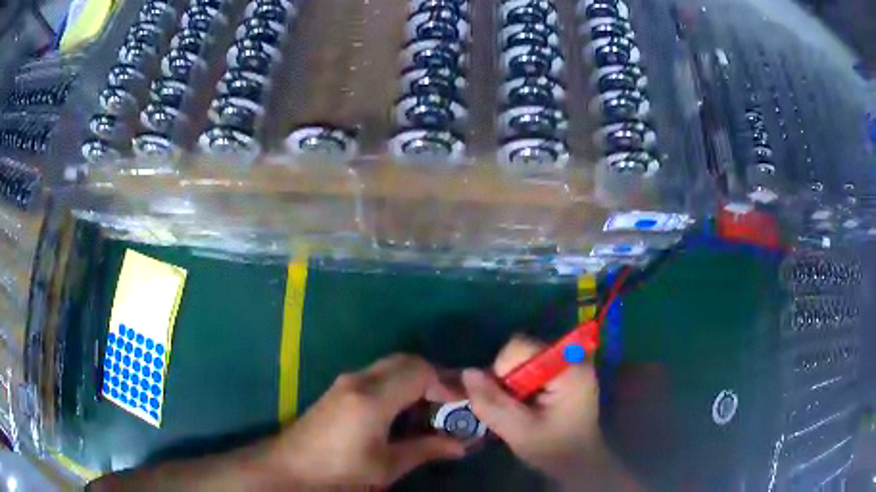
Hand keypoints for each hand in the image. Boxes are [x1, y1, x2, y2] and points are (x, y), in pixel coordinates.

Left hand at [269, 354, 465, 487]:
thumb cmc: (340, 471)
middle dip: (433, 377)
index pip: (419, 371)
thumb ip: (425, 450)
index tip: (461, 403)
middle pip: (406, 361)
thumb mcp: (386, 466)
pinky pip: (377, 375)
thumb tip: (461, 445)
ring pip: (391, 366)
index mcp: (373, 398)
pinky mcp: (339, 389)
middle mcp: (360, 380)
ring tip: (432, 407)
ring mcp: (346, 382)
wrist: (290, 467)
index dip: (446, 383)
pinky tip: (403, 409)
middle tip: (450, 403)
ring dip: (415, 379)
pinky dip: (398, 383)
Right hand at [462, 337, 605, 481]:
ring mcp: (568, 363)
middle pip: (520, 352)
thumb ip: (492, 403)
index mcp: (568, 368)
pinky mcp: (562, 372)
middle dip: (505, 379)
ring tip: (517, 410)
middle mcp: (570, 357)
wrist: (578, 462)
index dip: (501, 370)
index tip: (504, 400)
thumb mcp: (519, 431)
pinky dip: (519, 386)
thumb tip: (467, 373)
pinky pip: (529, 368)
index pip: (520, 348)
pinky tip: (524, 407)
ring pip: (521, 360)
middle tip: (508, 408)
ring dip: (510, 384)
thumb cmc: (554, 449)